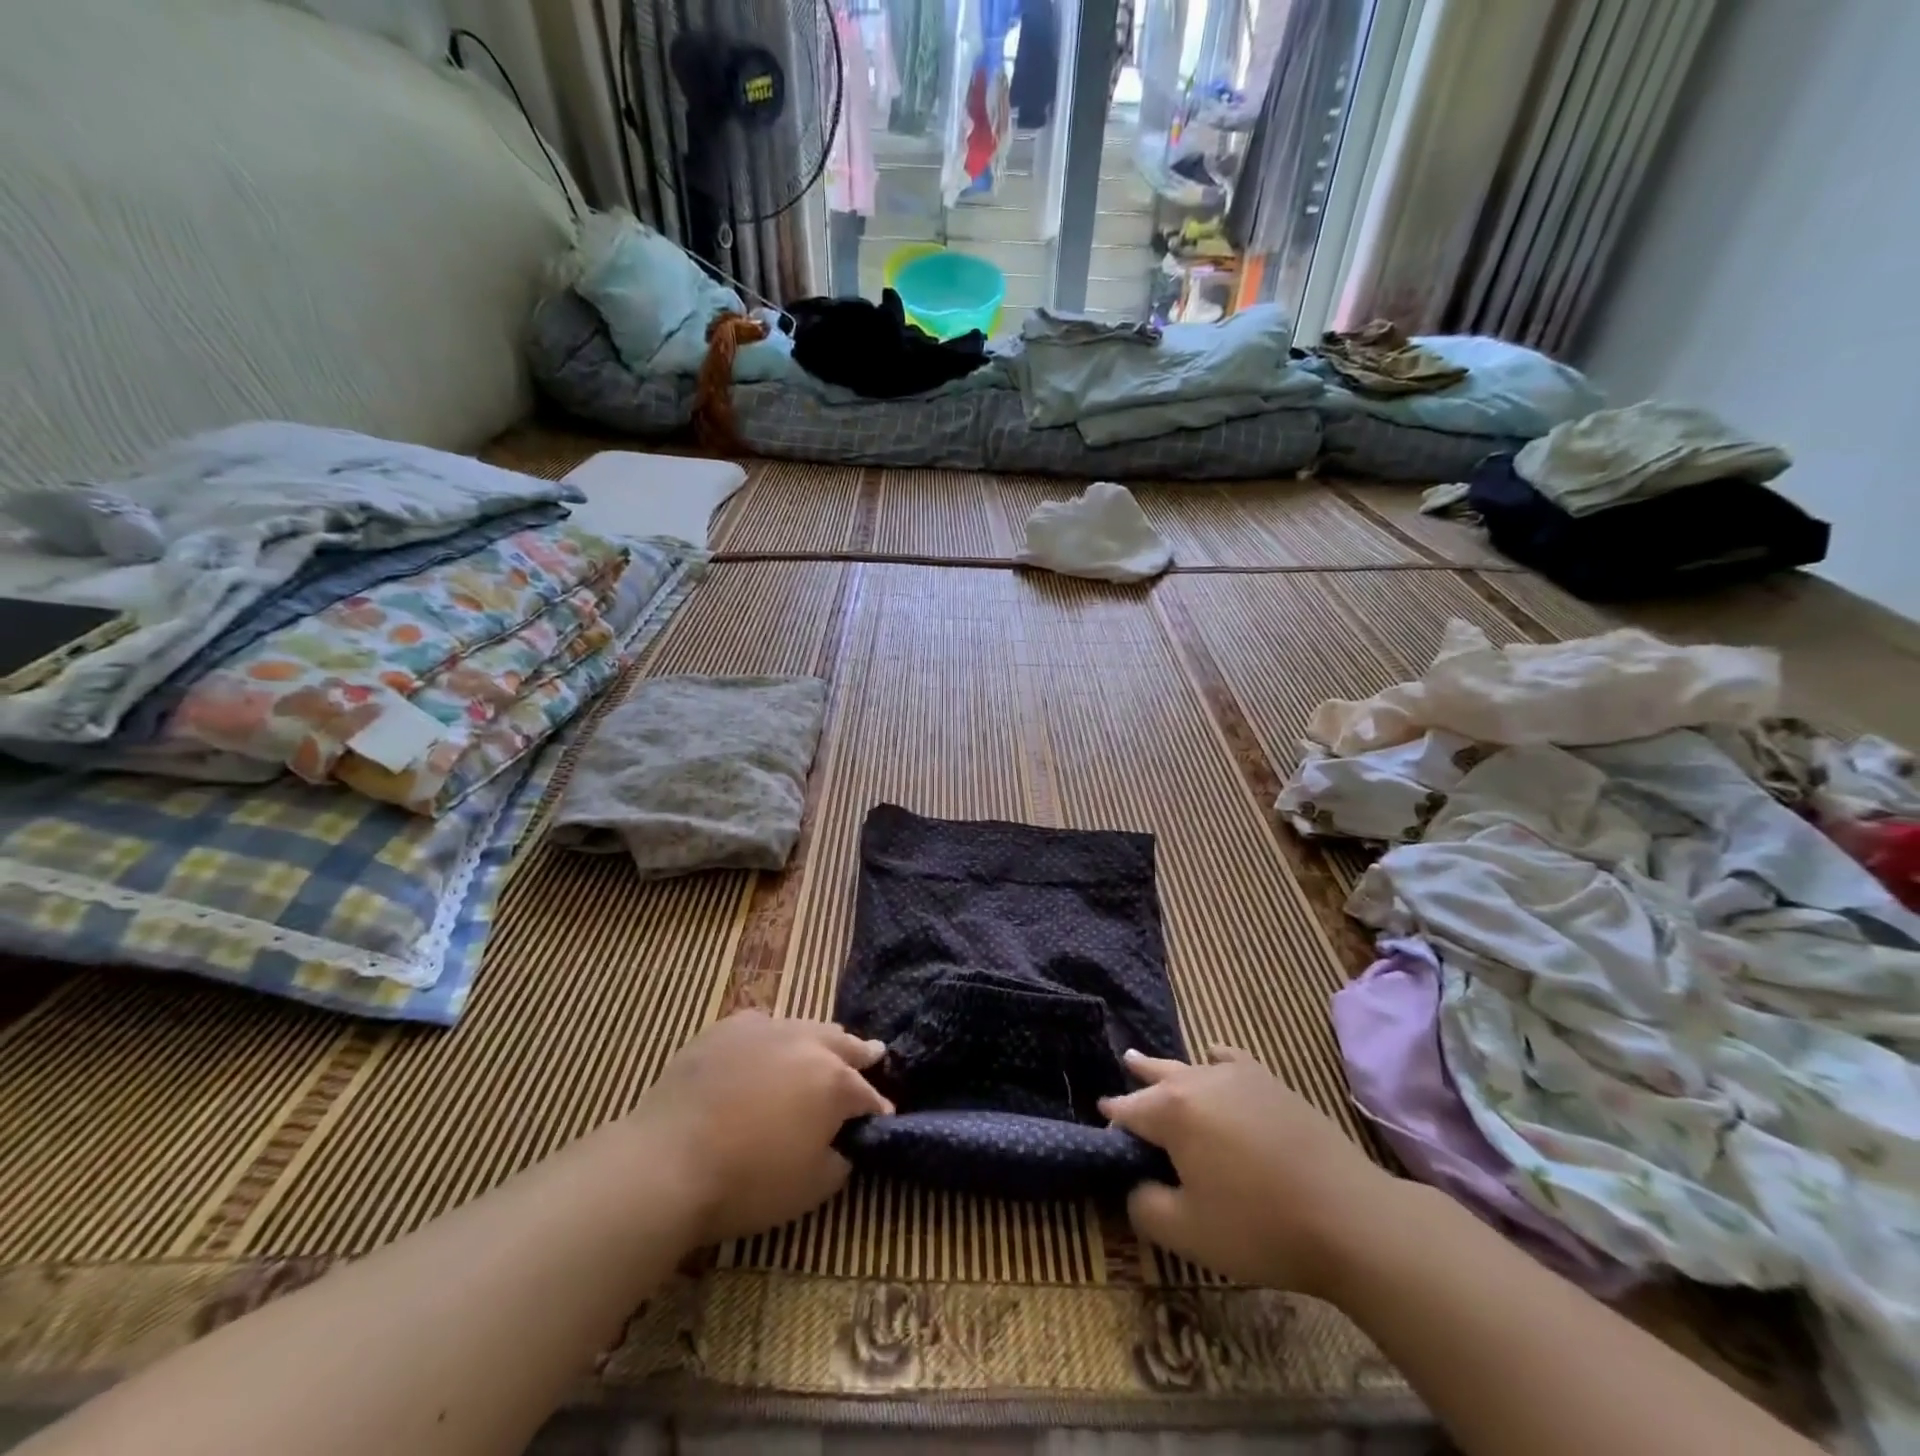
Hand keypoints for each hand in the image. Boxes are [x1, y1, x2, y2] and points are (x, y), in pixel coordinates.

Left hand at [628, 1010, 892, 1242]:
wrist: (668, 1161)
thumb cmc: (747, 1182)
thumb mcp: (810, 1189)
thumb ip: (839, 1161)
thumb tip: (842, 1144)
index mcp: (834, 1083)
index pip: (868, 1094)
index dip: (878, 1109)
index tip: (882, 1117)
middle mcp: (808, 1044)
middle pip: (844, 1044)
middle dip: (861, 1053)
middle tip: (875, 1053)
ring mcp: (767, 1029)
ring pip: (806, 1027)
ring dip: (819, 1041)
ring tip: (824, 1045)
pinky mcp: (728, 1028)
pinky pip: (762, 1025)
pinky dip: (772, 1037)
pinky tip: (765, 1047)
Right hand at [1100, 1046, 1400, 1296]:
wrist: (1350, 1218)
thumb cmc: (1260, 1226)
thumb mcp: (1186, 1232)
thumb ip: (1144, 1206)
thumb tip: (1135, 1186)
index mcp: (1172, 1111)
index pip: (1128, 1111)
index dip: (1112, 1122)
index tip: (1103, 1129)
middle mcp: (1198, 1080)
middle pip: (1156, 1076)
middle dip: (1137, 1077)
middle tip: (1122, 1066)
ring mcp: (1238, 1076)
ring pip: (1190, 1066)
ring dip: (1169, 1069)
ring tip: (1150, 1060)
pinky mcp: (1272, 1083)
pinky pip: (1232, 1060)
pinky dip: (1216, 1060)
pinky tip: (1214, 1059)